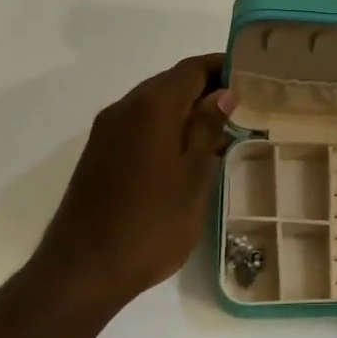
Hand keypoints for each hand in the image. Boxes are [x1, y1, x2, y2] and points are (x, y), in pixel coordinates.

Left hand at [29, 53, 235, 306]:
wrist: (83, 270)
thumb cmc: (151, 224)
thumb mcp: (193, 176)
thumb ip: (207, 128)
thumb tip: (223, 93)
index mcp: (152, 107)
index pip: (192, 68)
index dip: (223, 67)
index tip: (253, 77)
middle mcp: (125, 108)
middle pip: (171, 82)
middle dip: (207, 88)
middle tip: (245, 106)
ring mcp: (106, 132)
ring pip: (154, 105)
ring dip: (187, 110)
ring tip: (223, 131)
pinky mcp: (99, 155)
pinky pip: (139, 125)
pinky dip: (166, 127)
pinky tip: (187, 153)